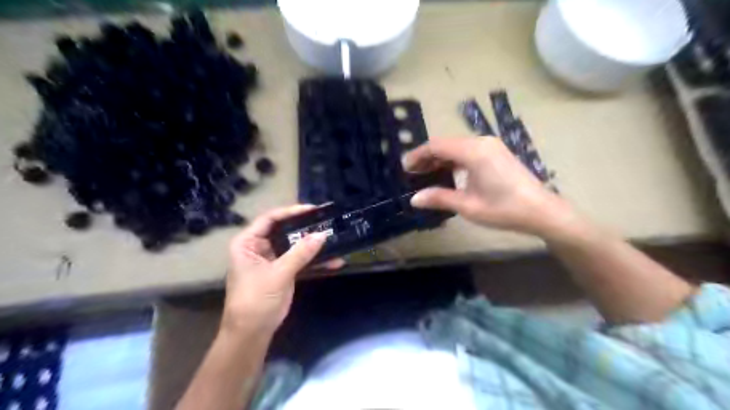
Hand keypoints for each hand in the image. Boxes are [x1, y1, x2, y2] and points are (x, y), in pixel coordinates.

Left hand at [222, 206, 341, 335]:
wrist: (252, 333)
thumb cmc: (256, 299)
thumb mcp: (278, 274)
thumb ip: (300, 253)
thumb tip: (322, 235)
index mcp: (248, 243)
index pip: (270, 219)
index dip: (290, 212)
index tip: (312, 209)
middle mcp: (259, 247)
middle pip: (285, 230)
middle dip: (306, 227)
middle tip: (326, 220)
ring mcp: (273, 259)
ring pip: (296, 246)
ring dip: (314, 245)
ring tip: (334, 237)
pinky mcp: (284, 271)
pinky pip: (301, 261)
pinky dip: (316, 261)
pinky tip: (335, 261)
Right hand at [401, 136, 573, 234]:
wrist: (542, 211)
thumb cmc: (504, 209)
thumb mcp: (468, 206)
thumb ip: (440, 198)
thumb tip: (414, 199)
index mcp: (474, 151)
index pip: (437, 146)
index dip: (418, 155)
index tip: (404, 168)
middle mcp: (481, 142)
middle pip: (446, 144)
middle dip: (427, 157)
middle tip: (412, 174)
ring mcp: (491, 146)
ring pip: (456, 147)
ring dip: (439, 158)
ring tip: (425, 174)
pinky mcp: (496, 152)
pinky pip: (468, 151)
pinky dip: (453, 159)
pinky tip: (447, 173)